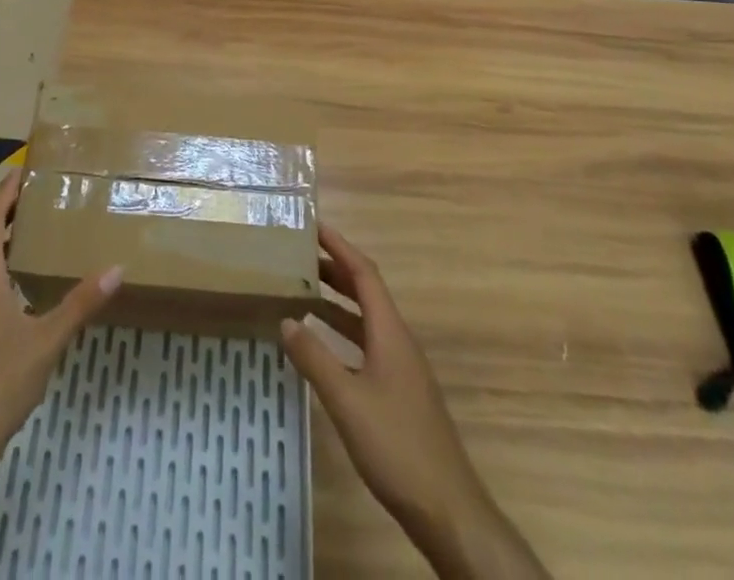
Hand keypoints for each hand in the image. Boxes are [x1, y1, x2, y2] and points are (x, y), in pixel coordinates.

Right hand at [282, 226, 547, 579]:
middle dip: (334, 268)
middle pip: (366, 290)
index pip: (364, 273)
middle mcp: (398, 340)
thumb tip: (286, 319)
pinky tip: (324, 345)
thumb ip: (315, 358)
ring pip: (366, 318)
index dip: (339, 246)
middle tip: (298, 255)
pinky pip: (367, 342)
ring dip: (337, 300)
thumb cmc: (396, 446)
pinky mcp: (400, 390)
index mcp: (390, 331)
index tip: (313, 225)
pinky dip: (343, 331)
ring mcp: (402, 366)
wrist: (447, 508)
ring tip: (302, 291)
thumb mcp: (347, 400)